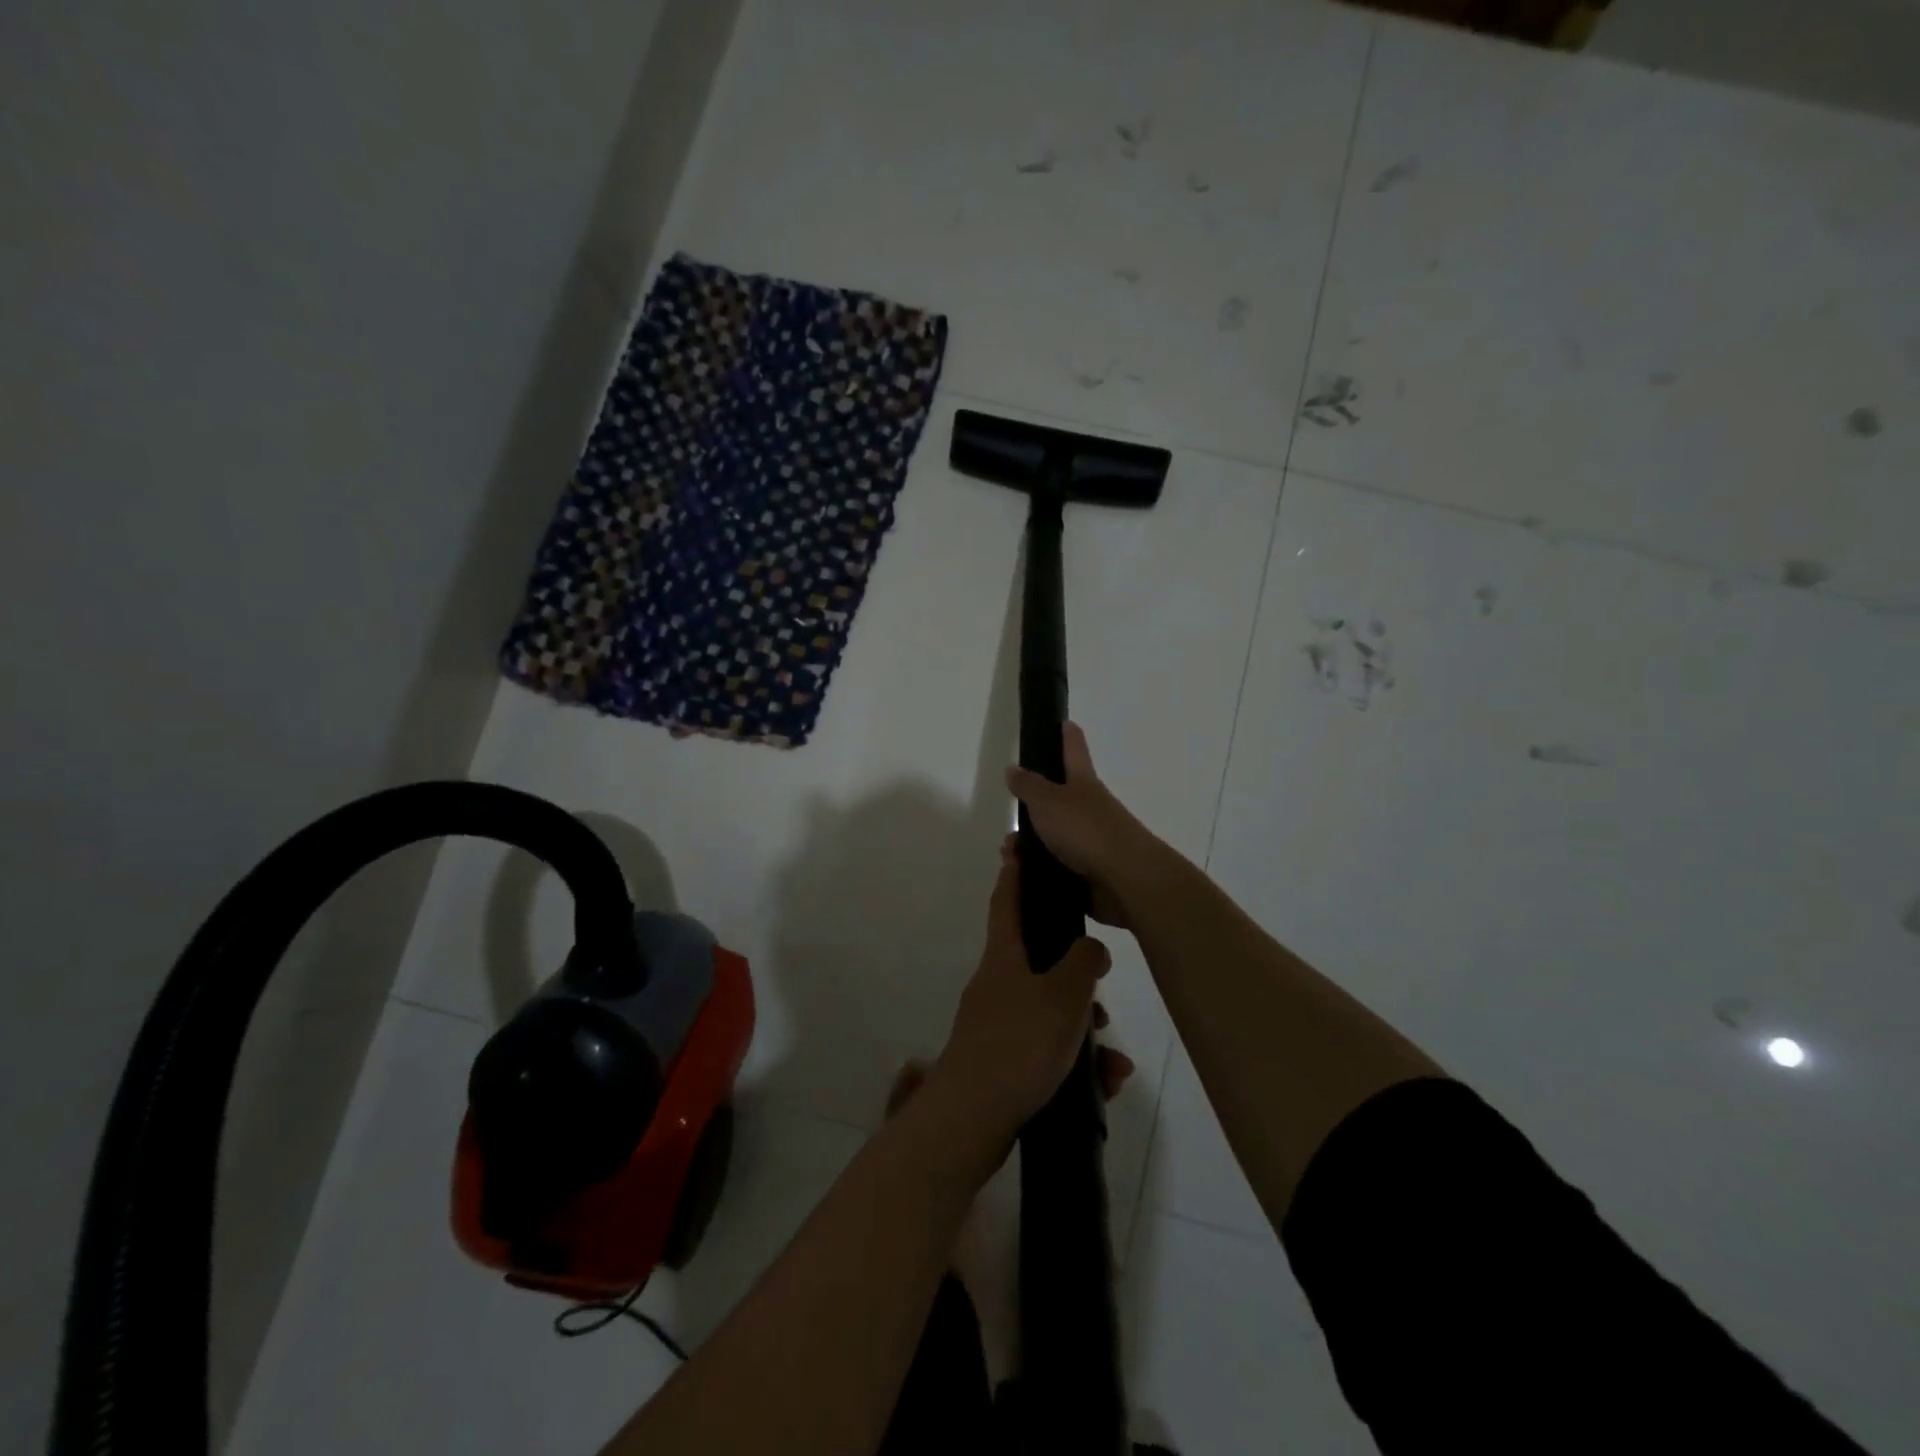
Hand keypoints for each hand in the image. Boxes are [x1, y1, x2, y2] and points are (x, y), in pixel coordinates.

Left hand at [933, 840, 1120, 1136]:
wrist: (973, 1118)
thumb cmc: (1018, 1044)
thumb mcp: (1063, 998)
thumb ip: (1083, 964)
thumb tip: (1091, 947)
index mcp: (1004, 958)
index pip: (1008, 902)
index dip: (1014, 873)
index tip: (1016, 847)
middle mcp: (997, 984)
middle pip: (1040, 962)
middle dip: (1076, 977)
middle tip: (1102, 994)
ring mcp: (997, 1024)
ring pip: (1050, 1011)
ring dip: (1083, 1030)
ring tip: (1113, 1059)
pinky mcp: (1002, 1061)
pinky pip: (1047, 1049)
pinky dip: (1075, 1062)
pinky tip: (1105, 1084)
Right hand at [1005, 722, 1153, 927]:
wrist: (1125, 880)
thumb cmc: (1086, 830)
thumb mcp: (1049, 801)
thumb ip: (1028, 786)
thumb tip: (1013, 769)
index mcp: (1083, 783)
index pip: (1074, 749)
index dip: (1067, 734)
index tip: (1063, 722)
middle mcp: (1090, 808)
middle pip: (1059, 800)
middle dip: (1032, 808)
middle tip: (1009, 822)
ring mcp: (1092, 842)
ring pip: (1054, 837)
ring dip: (1029, 845)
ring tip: (1009, 856)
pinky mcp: (1090, 873)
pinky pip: (1058, 867)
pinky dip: (1038, 870)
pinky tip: (1022, 878)